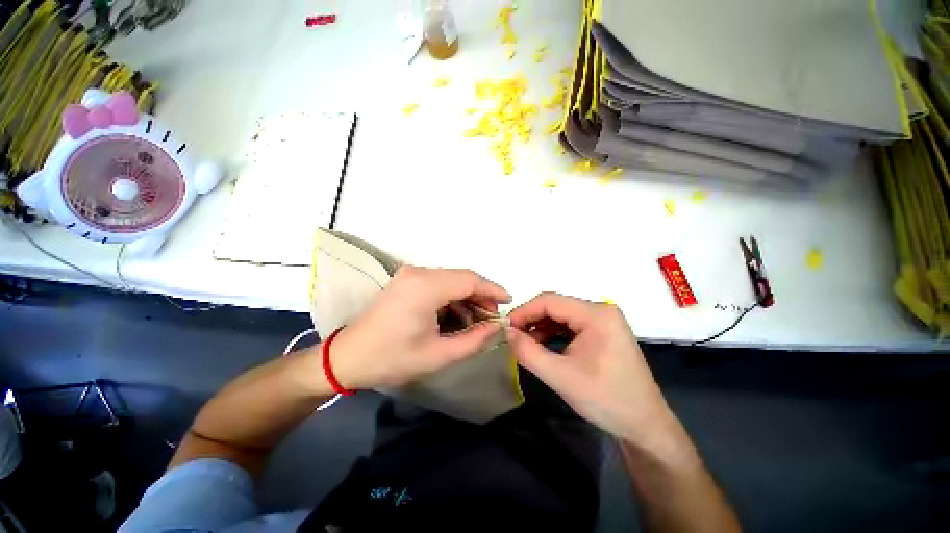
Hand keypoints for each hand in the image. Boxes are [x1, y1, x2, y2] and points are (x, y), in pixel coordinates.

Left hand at [330, 266, 510, 389]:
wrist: (347, 358)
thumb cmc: (392, 358)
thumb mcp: (439, 354)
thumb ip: (474, 340)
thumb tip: (497, 327)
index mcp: (426, 287)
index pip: (470, 280)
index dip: (492, 290)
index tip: (509, 302)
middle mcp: (419, 272)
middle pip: (462, 278)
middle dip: (481, 296)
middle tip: (491, 318)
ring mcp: (410, 274)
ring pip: (451, 280)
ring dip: (466, 298)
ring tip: (476, 321)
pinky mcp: (406, 281)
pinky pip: (438, 284)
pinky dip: (452, 298)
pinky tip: (456, 316)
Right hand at [506, 293, 686, 448]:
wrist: (644, 426)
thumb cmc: (606, 400)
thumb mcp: (560, 376)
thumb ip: (528, 352)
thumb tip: (506, 332)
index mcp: (596, 314)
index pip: (550, 301)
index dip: (524, 311)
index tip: (505, 326)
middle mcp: (601, 310)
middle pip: (556, 306)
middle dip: (531, 319)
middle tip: (512, 336)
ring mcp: (603, 321)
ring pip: (561, 315)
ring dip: (540, 326)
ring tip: (524, 342)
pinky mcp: (602, 332)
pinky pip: (570, 325)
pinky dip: (553, 333)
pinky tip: (541, 345)